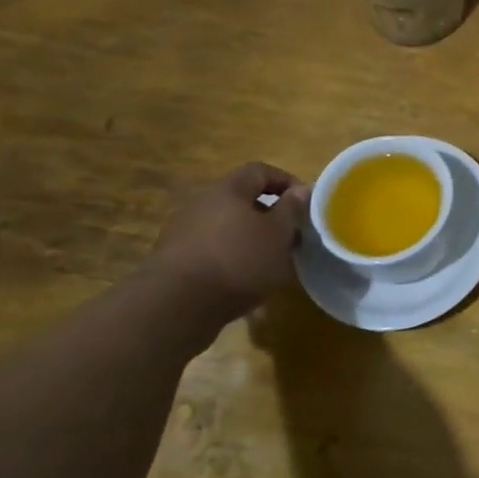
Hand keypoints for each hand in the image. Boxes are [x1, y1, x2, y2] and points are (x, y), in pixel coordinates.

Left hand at [148, 162, 310, 315]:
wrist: (175, 307)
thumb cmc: (237, 260)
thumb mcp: (278, 233)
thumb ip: (292, 209)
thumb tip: (301, 189)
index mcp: (228, 189)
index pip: (260, 170)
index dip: (286, 181)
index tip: (305, 202)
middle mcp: (201, 204)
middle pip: (241, 200)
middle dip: (269, 215)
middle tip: (290, 235)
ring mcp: (183, 232)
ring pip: (226, 227)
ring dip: (250, 238)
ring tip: (269, 261)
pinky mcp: (173, 261)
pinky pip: (211, 250)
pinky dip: (231, 259)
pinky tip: (243, 281)